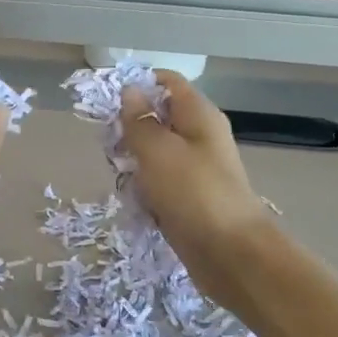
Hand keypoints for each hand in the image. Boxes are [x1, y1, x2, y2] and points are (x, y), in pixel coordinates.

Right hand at [119, 73, 272, 302]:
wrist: (230, 254)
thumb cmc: (193, 193)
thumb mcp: (157, 150)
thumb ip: (139, 120)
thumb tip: (130, 90)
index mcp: (198, 115)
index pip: (166, 82)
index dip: (137, 86)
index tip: (107, 102)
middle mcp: (198, 136)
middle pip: (156, 118)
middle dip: (129, 131)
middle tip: (112, 149)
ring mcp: (194, 169)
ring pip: (152, 154)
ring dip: (133, 165)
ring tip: (123, 181)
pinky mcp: (187, 197)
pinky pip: (157, 184)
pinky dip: (144, 191)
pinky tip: (136, 205)